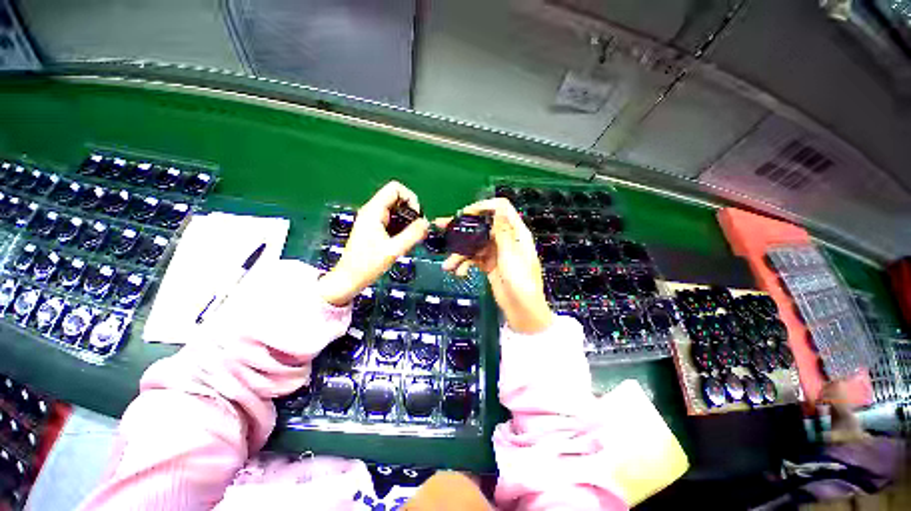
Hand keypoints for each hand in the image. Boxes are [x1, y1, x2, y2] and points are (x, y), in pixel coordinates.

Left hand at [318, 181, 428, 305]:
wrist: (349, 279)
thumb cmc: (368, 265)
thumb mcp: (394, 250)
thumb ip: (412, 235)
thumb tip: (427, 222)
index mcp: (374, 211)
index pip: (395, 189)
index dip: (410, 198)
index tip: (417, 216)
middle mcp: (372, 211)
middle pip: (397, 197)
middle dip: (411, 210)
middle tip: (417, 228)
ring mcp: (372, 219)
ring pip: (396, 209)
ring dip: (407, 219)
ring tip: (413, 235)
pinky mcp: (374, 228)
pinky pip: (392, 219)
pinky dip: (402, 225)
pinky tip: (404, 239)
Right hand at [437, 198, 552, 334]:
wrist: (522, 311)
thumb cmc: (522, 284)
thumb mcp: (511, 257)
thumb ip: (503, 233)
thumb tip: (499, 208)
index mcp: (515, 233)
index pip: (500, 209)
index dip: (483, 207)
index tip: (465, 214)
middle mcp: (504, 239)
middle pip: (481, 225)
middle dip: (461, 227)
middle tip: (440, 224)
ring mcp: (495, 252)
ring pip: (474, 244)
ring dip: (459, 253)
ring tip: (448, 265)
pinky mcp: (488, 264)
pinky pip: (473, 258)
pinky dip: (464, 263)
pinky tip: (459, 272)